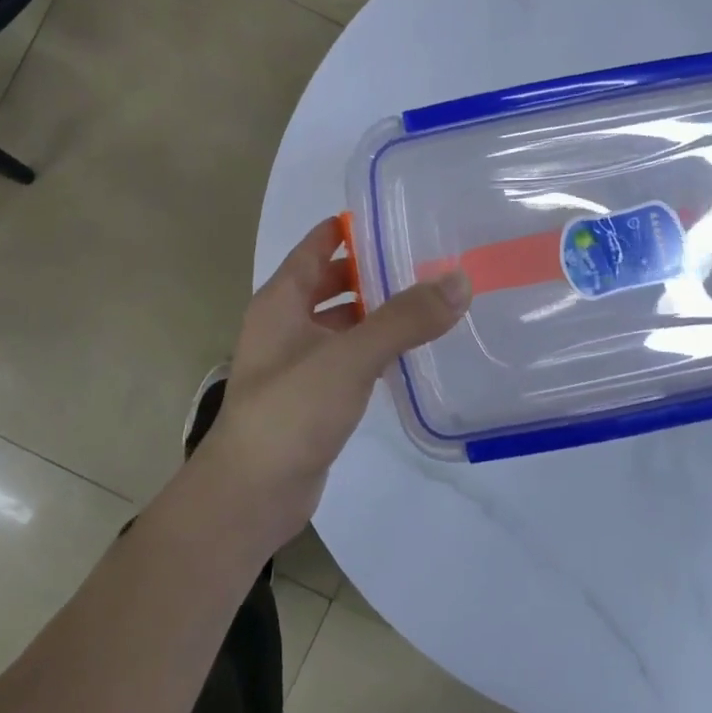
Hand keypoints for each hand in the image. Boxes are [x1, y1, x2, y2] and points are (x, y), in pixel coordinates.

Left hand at [187, 217, 470, 552]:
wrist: (251, 495)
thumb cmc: (290, 412)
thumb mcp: (348, 357)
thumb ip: (404, 319)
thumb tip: (459, 280)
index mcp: (281, 299)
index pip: (318, 243)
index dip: (354, 227)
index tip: (402, 217)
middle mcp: (285, 323)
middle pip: (332, 280)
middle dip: (373, 269)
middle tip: (428, 259)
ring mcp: (297, 361)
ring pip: (342, 321)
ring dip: (377, 311)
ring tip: (430, 300)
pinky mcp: (312, 396)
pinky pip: (347, 357)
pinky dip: (374, 348)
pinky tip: (410, 352)